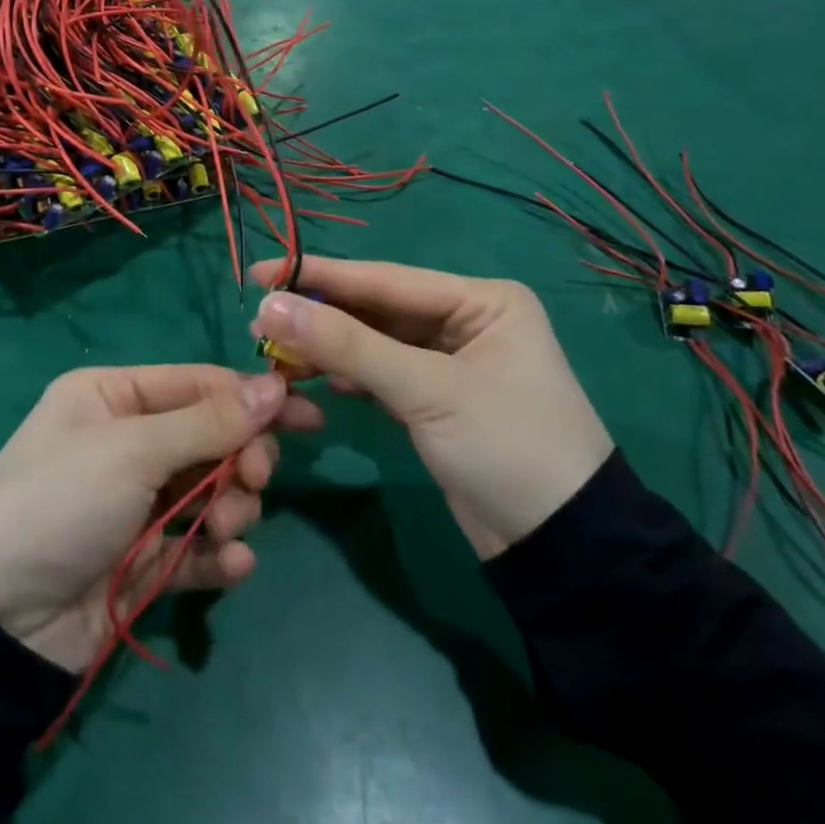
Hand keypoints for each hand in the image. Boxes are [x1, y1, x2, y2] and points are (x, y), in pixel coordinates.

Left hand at [0, 364, 322, 672]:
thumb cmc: (61, 501)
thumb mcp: (132, 450)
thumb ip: (209, 422)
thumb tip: (275, 385)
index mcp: (114, 397)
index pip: (198, 384)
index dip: (252, 397)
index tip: (306, 414)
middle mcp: (128, 442)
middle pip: (211, 437)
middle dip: (241, 458)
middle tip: (254, 479)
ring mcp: (138, 502)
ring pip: (212, 492)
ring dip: (231, 508)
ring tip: (225, 528)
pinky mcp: (146, 558)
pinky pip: (199, 547)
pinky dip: (220, 555)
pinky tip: (233, 566)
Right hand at [249, 258, 611, 559]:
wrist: (564, 553)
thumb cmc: (507, 448)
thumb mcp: (425, 391)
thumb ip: (346, 345)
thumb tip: (269, 305)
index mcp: (482, 300)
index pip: (385, 280)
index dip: (319, 276)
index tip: (260, 271)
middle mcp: (468, 320)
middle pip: (377, 309)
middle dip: (321, 316)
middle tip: (259, 318)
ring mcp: (452, 361)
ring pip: (376, 343)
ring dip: (329, 348)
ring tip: (275, 352)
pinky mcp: (438, 399)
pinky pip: (383, 373)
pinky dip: (350, 375)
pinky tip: (315, 378)